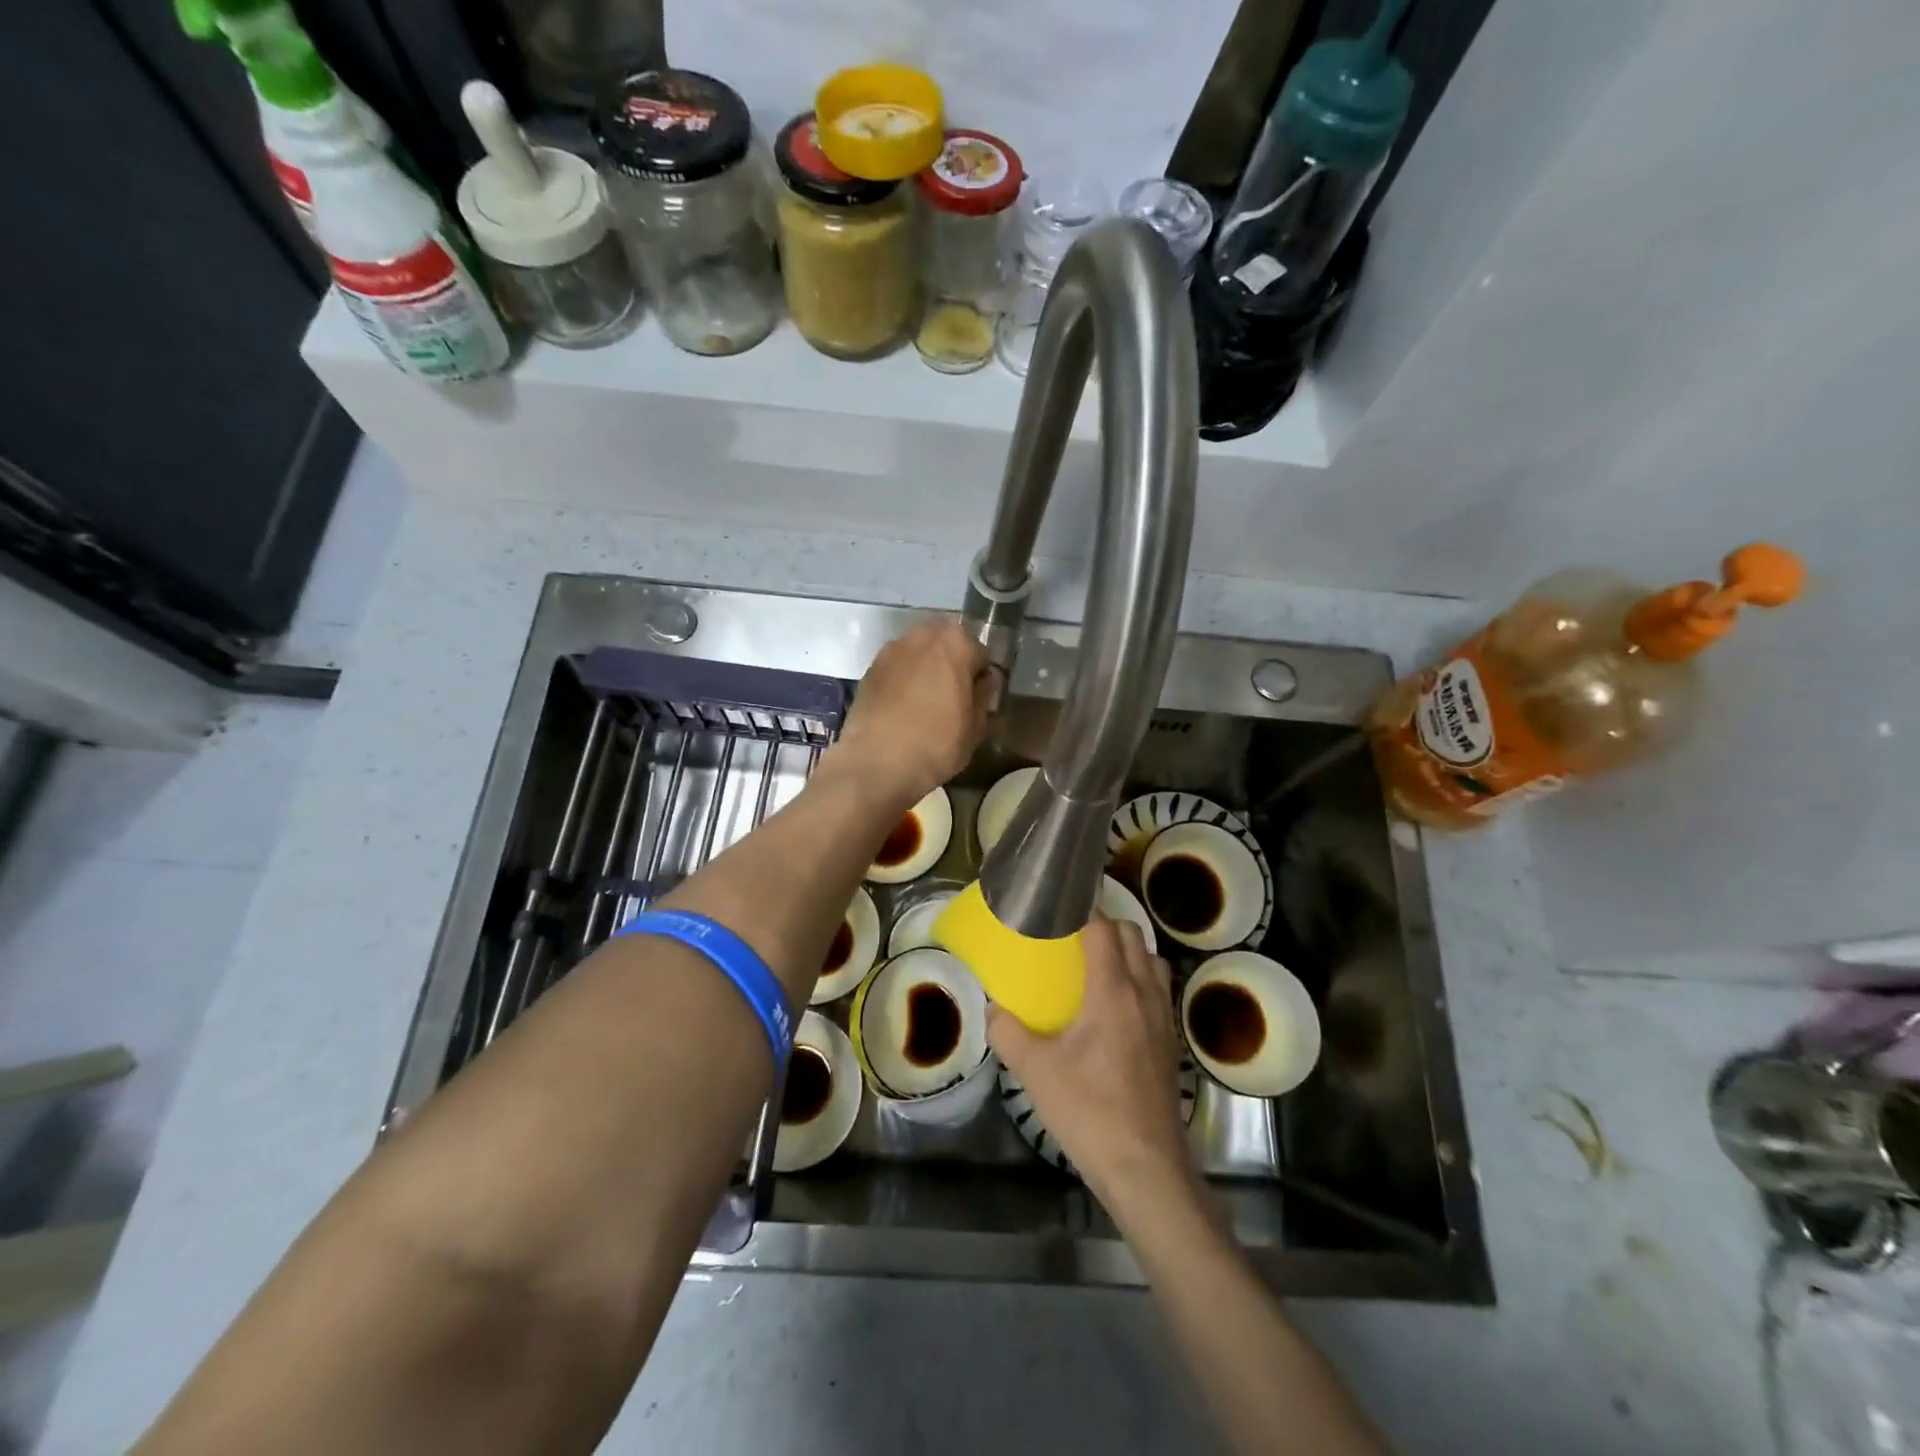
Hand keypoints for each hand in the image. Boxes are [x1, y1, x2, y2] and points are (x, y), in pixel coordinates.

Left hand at [830, 620, 991, 807]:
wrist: (876, 763)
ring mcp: (890, 650)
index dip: (980, 677)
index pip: (979, 652)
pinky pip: (896, 669)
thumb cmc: (936, 743)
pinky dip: (903, 681)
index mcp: (955, 642)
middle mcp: (921, 635)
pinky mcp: (869, 669)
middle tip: (953, 699)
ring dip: (925, 671)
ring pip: (918, 654)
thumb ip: (984, 694)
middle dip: (951, 666)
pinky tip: (903, 708)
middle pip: (945, 646)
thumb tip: (983, 681)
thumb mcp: (976, 726)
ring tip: (926, 703)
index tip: (977, 699)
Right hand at [989, 918, 1195, 1214]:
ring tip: (1098, 963)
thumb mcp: (1035, 1071)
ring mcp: (1164, 1018)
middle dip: (1106, 924)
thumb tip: (994, 1009)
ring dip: (1128, 951)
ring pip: (1152, 961)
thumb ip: (1008, 1033)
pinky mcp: (1171, 1042)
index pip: (1104, 929)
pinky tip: (1117, 1006)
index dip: (1083, 910)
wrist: (1146, 1168)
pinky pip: (1158, 990)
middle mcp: (1144, 994)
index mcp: (1113, 991)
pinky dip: (1140, 979)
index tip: (1059, 905)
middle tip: (1074, 933)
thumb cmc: (1089, 1111)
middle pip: (1133, 937)